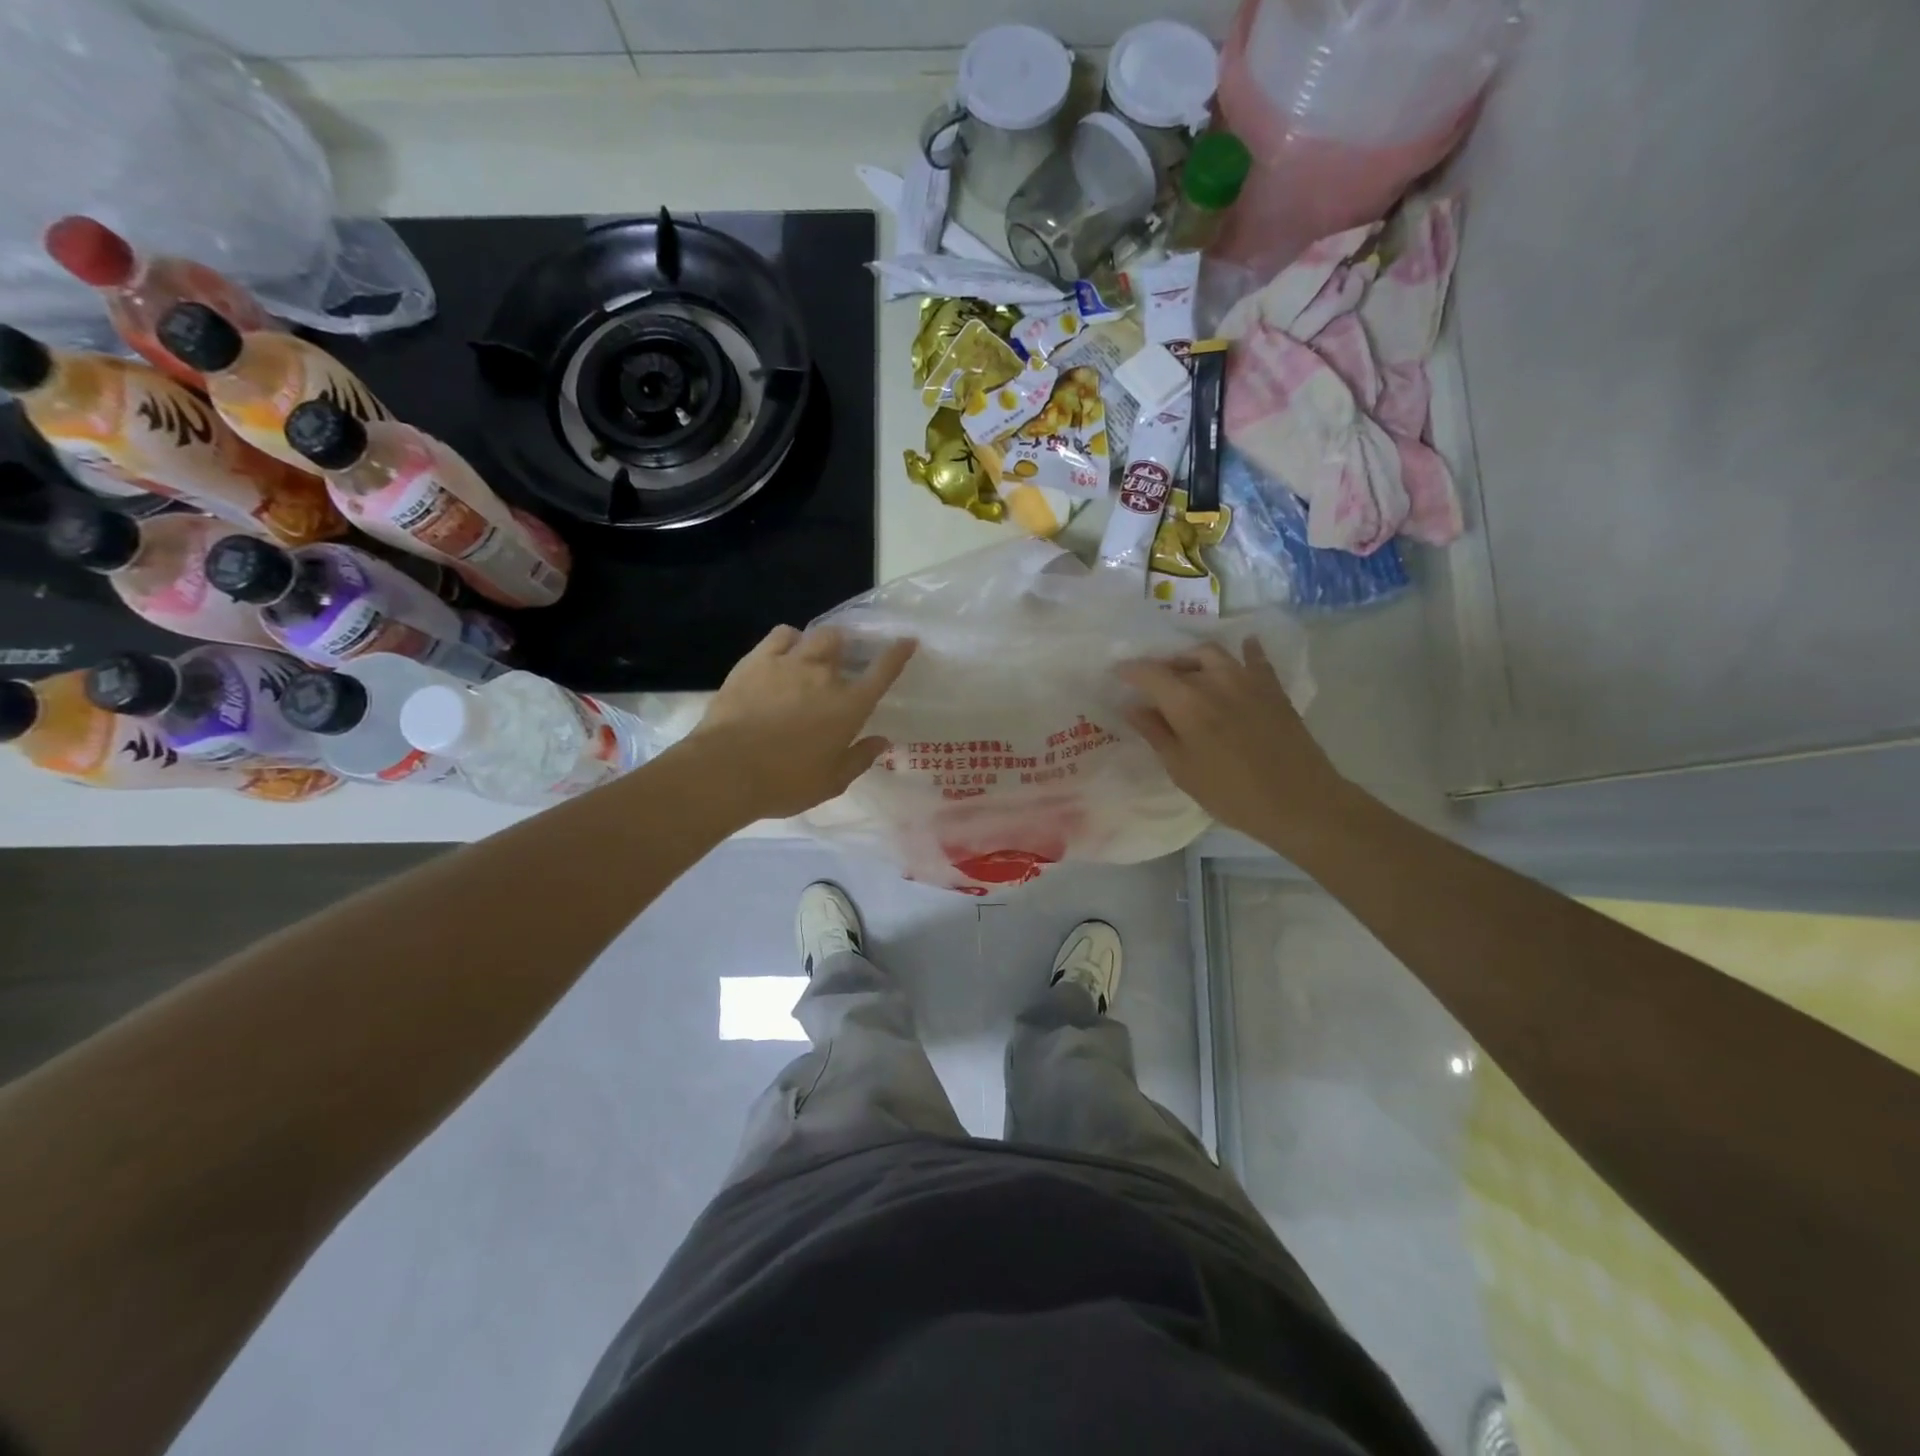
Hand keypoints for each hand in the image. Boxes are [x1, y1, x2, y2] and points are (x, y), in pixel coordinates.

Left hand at [683, 625, 916, 820]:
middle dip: (847, 648)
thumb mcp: (831, 782)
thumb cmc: (785, 782)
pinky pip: (780, 635)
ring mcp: (789, 663)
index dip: (897, 653)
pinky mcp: (756, 661)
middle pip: (843, 643)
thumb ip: (859, 758)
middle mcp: (824, 676)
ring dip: (820, 642)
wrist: (727, 770)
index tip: (906, 641)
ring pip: (814, 635)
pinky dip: (789, 639)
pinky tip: (785, 651)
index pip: (882, 671)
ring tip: (813, 654)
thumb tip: (882, 741)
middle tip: (842, 661)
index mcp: (849, 706)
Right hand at [1118, 638, 1354, 848]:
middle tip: (1151, 683)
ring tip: (1186, 672)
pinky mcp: (1273, 688)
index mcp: (1187, 702)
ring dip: (1192, 658)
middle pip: (1180, 661)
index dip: (1130, 671)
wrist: (1299, 801)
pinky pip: (1255, 659)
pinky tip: (1243, 647)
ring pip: (1213, 654)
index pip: (1150, 673)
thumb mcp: (1182, 769)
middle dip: (1160, 668)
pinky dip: (1244, 651)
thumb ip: (1156, 733)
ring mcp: (1248, 680)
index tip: (1117, 673)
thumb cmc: (1231, 793)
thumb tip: (1133, 707)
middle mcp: (1215, 680)